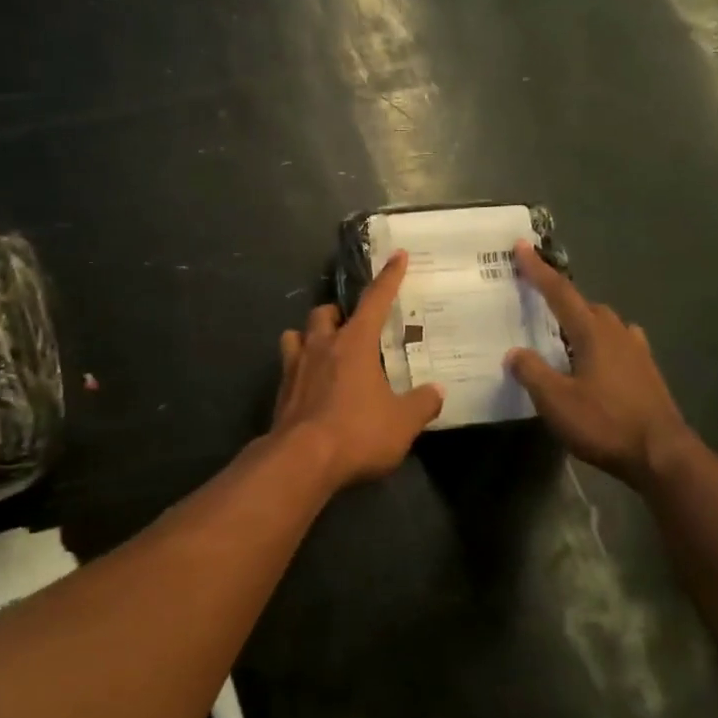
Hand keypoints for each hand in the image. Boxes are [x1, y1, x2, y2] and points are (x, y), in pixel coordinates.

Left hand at [272, 252, 443, 490]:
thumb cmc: (357, 433)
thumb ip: (422, 404)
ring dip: (310, 336)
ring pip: (296, 334)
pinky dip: (298, 367)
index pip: (375, 300)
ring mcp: (295, 367)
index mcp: (355, 343)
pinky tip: (309, 385)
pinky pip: (287, 366)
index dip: (389, 278)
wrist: (301, 461)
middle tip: (352, 326)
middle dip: (338, 313)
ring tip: (323, 350)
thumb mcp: (402, 422)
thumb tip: (437, 391)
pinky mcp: (280, 392)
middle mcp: (321, 346)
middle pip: (324, 313)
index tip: (398, 256)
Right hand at [506, 241, 696, 487]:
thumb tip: (515, 353)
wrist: (662, 455)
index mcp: (593, 332)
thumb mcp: (556, 400)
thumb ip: (532, 372)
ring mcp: (637, 351)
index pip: (560, 292)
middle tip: (536, 302)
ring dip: (582, 322)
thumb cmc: (605, 423)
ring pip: (605, 324)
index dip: (538, 270)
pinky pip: (618, 343)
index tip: (521, 246)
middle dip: (561, 298)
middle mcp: (617, 333)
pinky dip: (600, 342)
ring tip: (562, 335)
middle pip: (585, 305)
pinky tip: (594, 361)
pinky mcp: (647, 372)